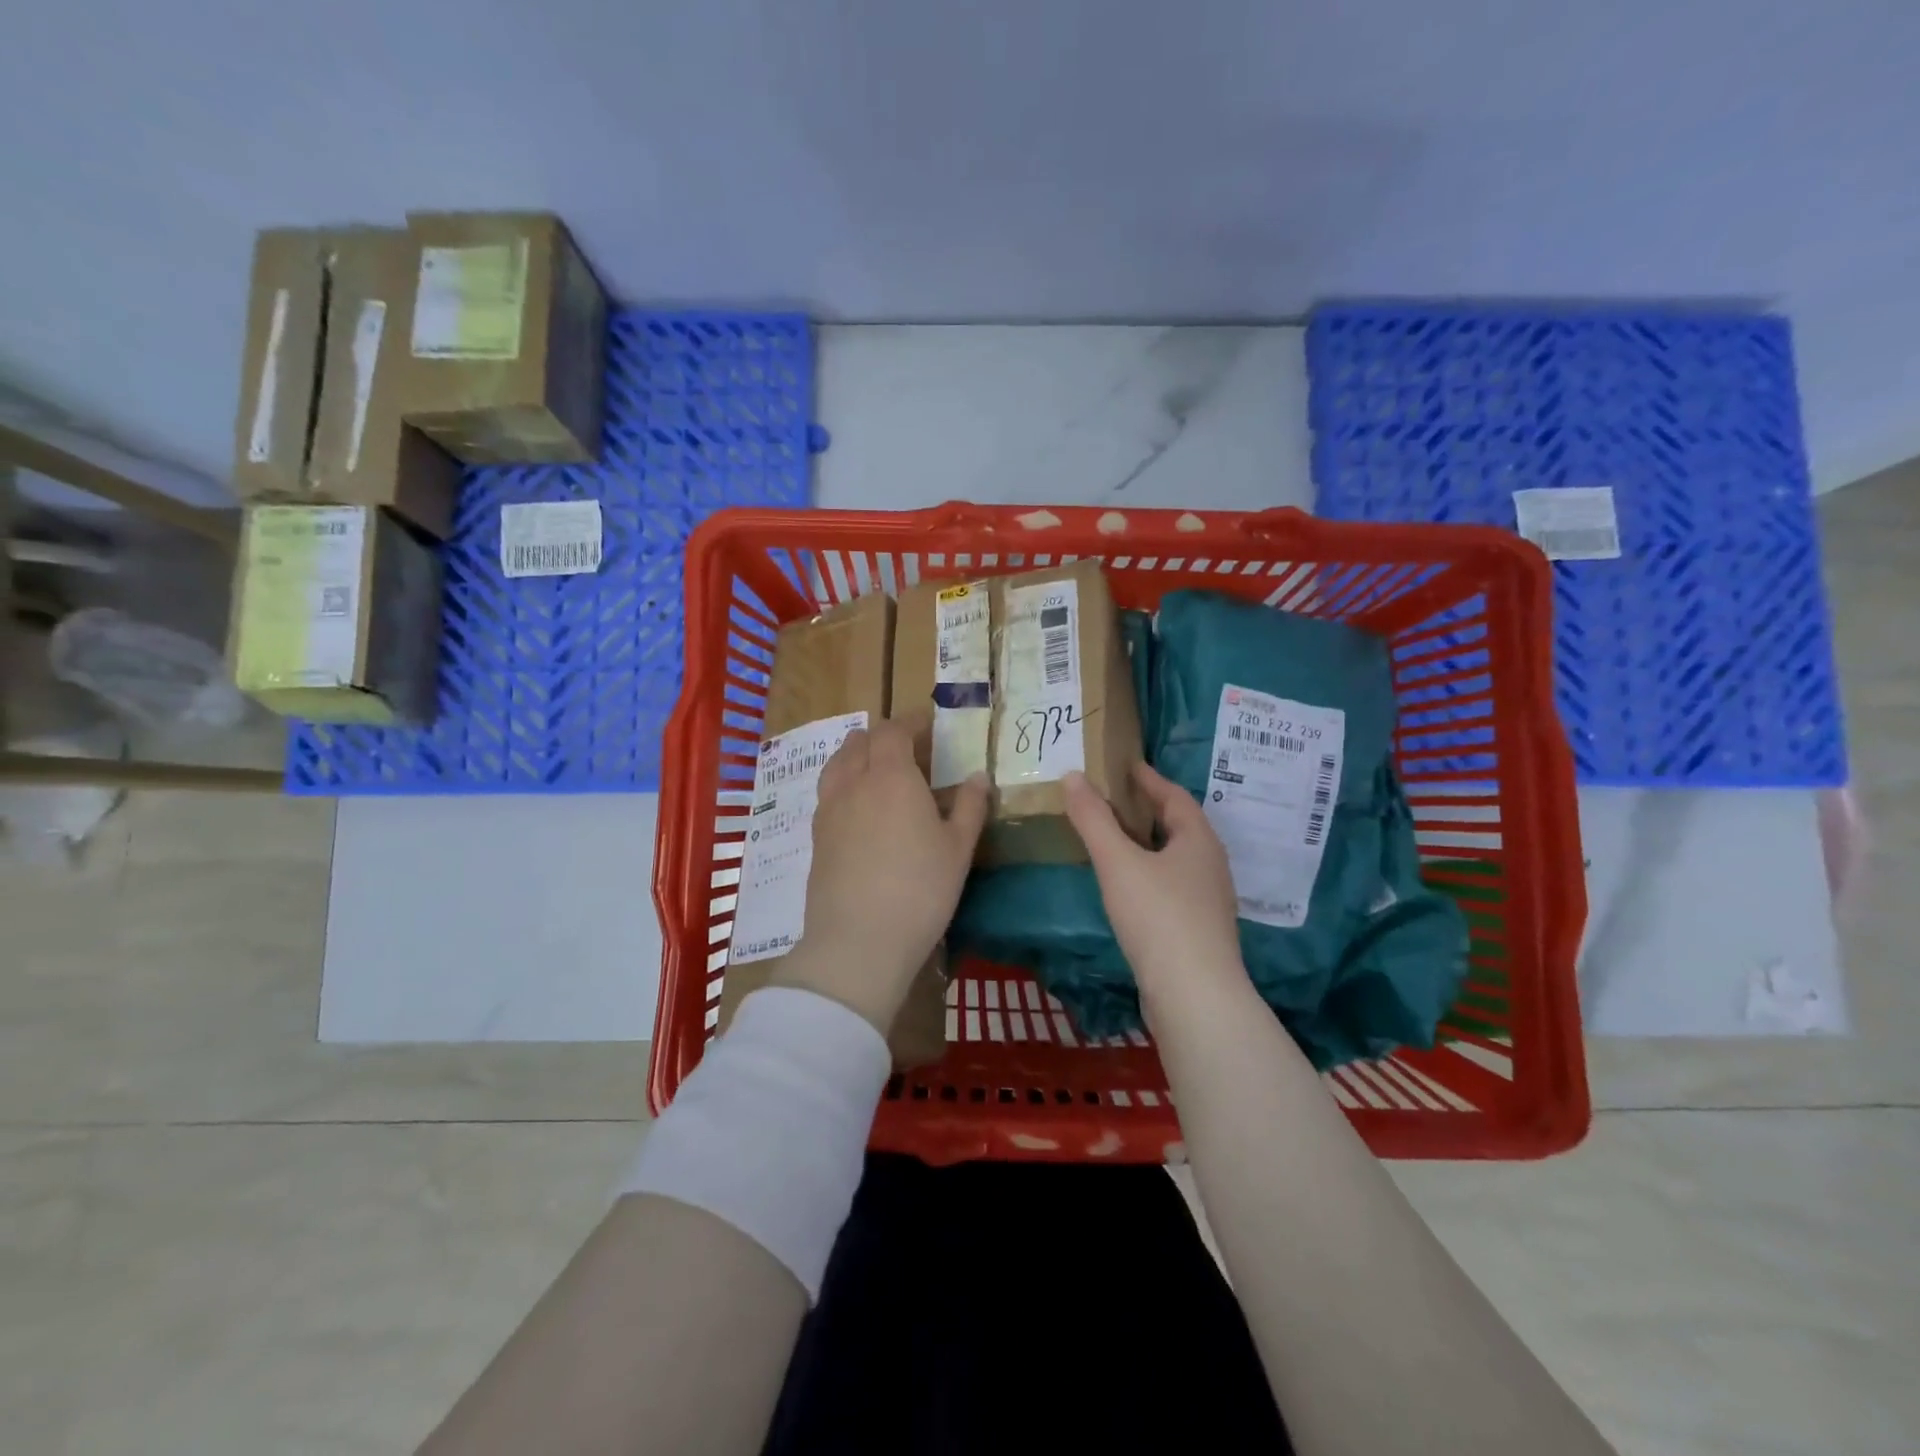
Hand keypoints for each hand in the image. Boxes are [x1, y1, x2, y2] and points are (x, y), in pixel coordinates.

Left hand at [776, 716, 988, 1035]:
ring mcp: (829, 809)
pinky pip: (828, 791)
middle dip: (884, 736)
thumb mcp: (958, 849)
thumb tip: (978, 776)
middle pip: (860, 741)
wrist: (858, 940)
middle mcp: (854, 782)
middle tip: (909, 749)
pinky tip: (860, 808)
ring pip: (837, 763)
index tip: (929, 725)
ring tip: (880, 771)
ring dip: (858, 755)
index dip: (911, 722)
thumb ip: (970, 806)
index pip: (894, 730)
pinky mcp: (815, 836)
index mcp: (892, 775)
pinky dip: (845, 782)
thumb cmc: (920, 889)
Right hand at [1063, 763, 1250, 1019]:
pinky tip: (1127, 886)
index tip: (1126, 766)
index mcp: (1198, 840)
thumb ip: (1093, 819)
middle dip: (1147, 810)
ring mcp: (1208, 900)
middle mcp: (1210, 865)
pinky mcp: (1198, 930)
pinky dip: (1149, 873)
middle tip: (1113, 799)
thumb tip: (1072, 776)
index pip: (1174, 796)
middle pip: (1178, 826)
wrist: (1194, 995)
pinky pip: (1172, 886)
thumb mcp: (1117, 862)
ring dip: (1147, 843)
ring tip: (1114, 839)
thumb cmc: (1158, 917)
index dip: (1149, 779)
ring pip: (1175, 858)